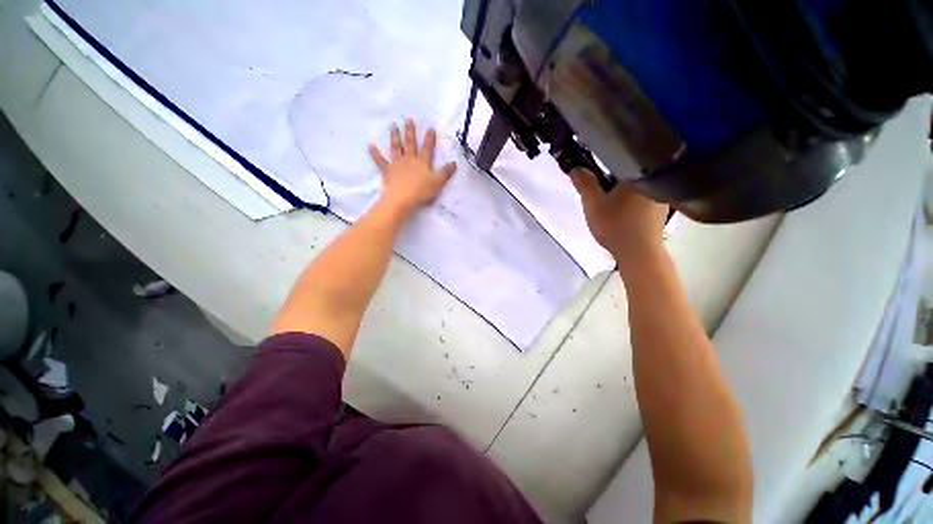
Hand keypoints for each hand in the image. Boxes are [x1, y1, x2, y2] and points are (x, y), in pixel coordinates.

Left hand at [369, 119, 456, 214]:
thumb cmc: (421, 191)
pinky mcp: (387, 171)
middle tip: (408, 120)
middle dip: (410, 131)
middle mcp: (409, 159)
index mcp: (422, 162)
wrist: (402, 198)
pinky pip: (380, 161)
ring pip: (396, 148)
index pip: (427, 148)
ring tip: (393, 126)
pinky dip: (375, 154)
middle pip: (410, 143)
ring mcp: (397, 164)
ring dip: (394, 136)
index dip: (429, 138)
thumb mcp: (437, 182)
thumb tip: (454, 163)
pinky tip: (370, 146)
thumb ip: (445, 173)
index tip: (430, 128)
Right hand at [569, 168, 668, 271]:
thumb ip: (584, 183)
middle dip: (610, 180)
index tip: (590, 176)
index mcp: (637, 173)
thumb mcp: (593, 204)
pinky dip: (631, 200)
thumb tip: (575, 167)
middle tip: (598, 195)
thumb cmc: (615, 225)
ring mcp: (660, 194)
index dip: (599, 166)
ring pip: (634, 185)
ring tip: (609, 205)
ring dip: (621, 190)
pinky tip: (623, 213)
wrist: (638, 252)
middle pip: (626, 172)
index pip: (616, 159)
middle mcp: (654, 178)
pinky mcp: (662, 208)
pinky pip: (642, 197)